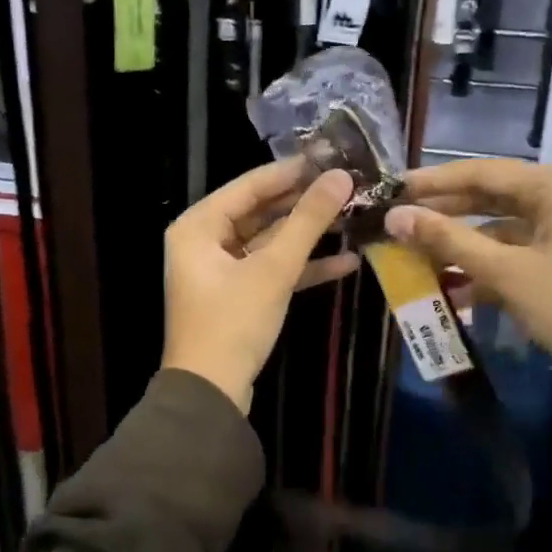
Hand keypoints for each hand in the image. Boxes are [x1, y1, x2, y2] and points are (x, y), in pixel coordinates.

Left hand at [162, 160, 356, 412]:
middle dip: (304, 204)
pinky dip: (302, 268)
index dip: (291, 171)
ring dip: (308, 235)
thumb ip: (308, 221)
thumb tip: (341, 177)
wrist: (211, 394)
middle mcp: (204, 242)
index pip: (249, 185)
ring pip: (269, 242)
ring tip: (353, 217)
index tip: (331, 156)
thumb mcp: (273, 269)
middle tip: (348, 186)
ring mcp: (220, 271)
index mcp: (198, 226)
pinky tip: (347, 262)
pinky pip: (271, 270)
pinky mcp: (238, 296)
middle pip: (260, 212)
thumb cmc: (233, 323)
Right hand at [383, 160, 551, 420]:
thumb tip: (394, 217)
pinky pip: (518, 253)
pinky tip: (453, 289)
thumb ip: (447, 240)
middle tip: (398, 220)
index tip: (393, 188)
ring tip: (416, 256)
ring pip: (502, 229)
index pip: (482, 172)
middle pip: (492, 197)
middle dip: (445, 213)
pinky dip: (487, 267)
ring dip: (462, 245)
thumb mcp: (506, 272)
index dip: (434, 182)